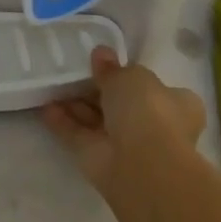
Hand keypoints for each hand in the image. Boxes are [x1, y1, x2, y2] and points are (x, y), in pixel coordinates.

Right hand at [43, 47, 206, 206]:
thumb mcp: (131, 76)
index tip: (108, 64)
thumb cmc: (149, 111)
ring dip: (77, 106)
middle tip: (74, 71)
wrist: (142, 167)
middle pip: (122, 105)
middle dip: (98, 90)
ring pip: (98, 121)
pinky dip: (63, 123)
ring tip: (53, 84)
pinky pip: (79, 137)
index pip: (156, 88)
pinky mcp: (101, 162)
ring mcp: (127, 146)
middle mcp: (154, 126)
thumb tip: (102, 54)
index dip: (132, 77)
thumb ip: (113, 68)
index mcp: (175, 104)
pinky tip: (44, 107)